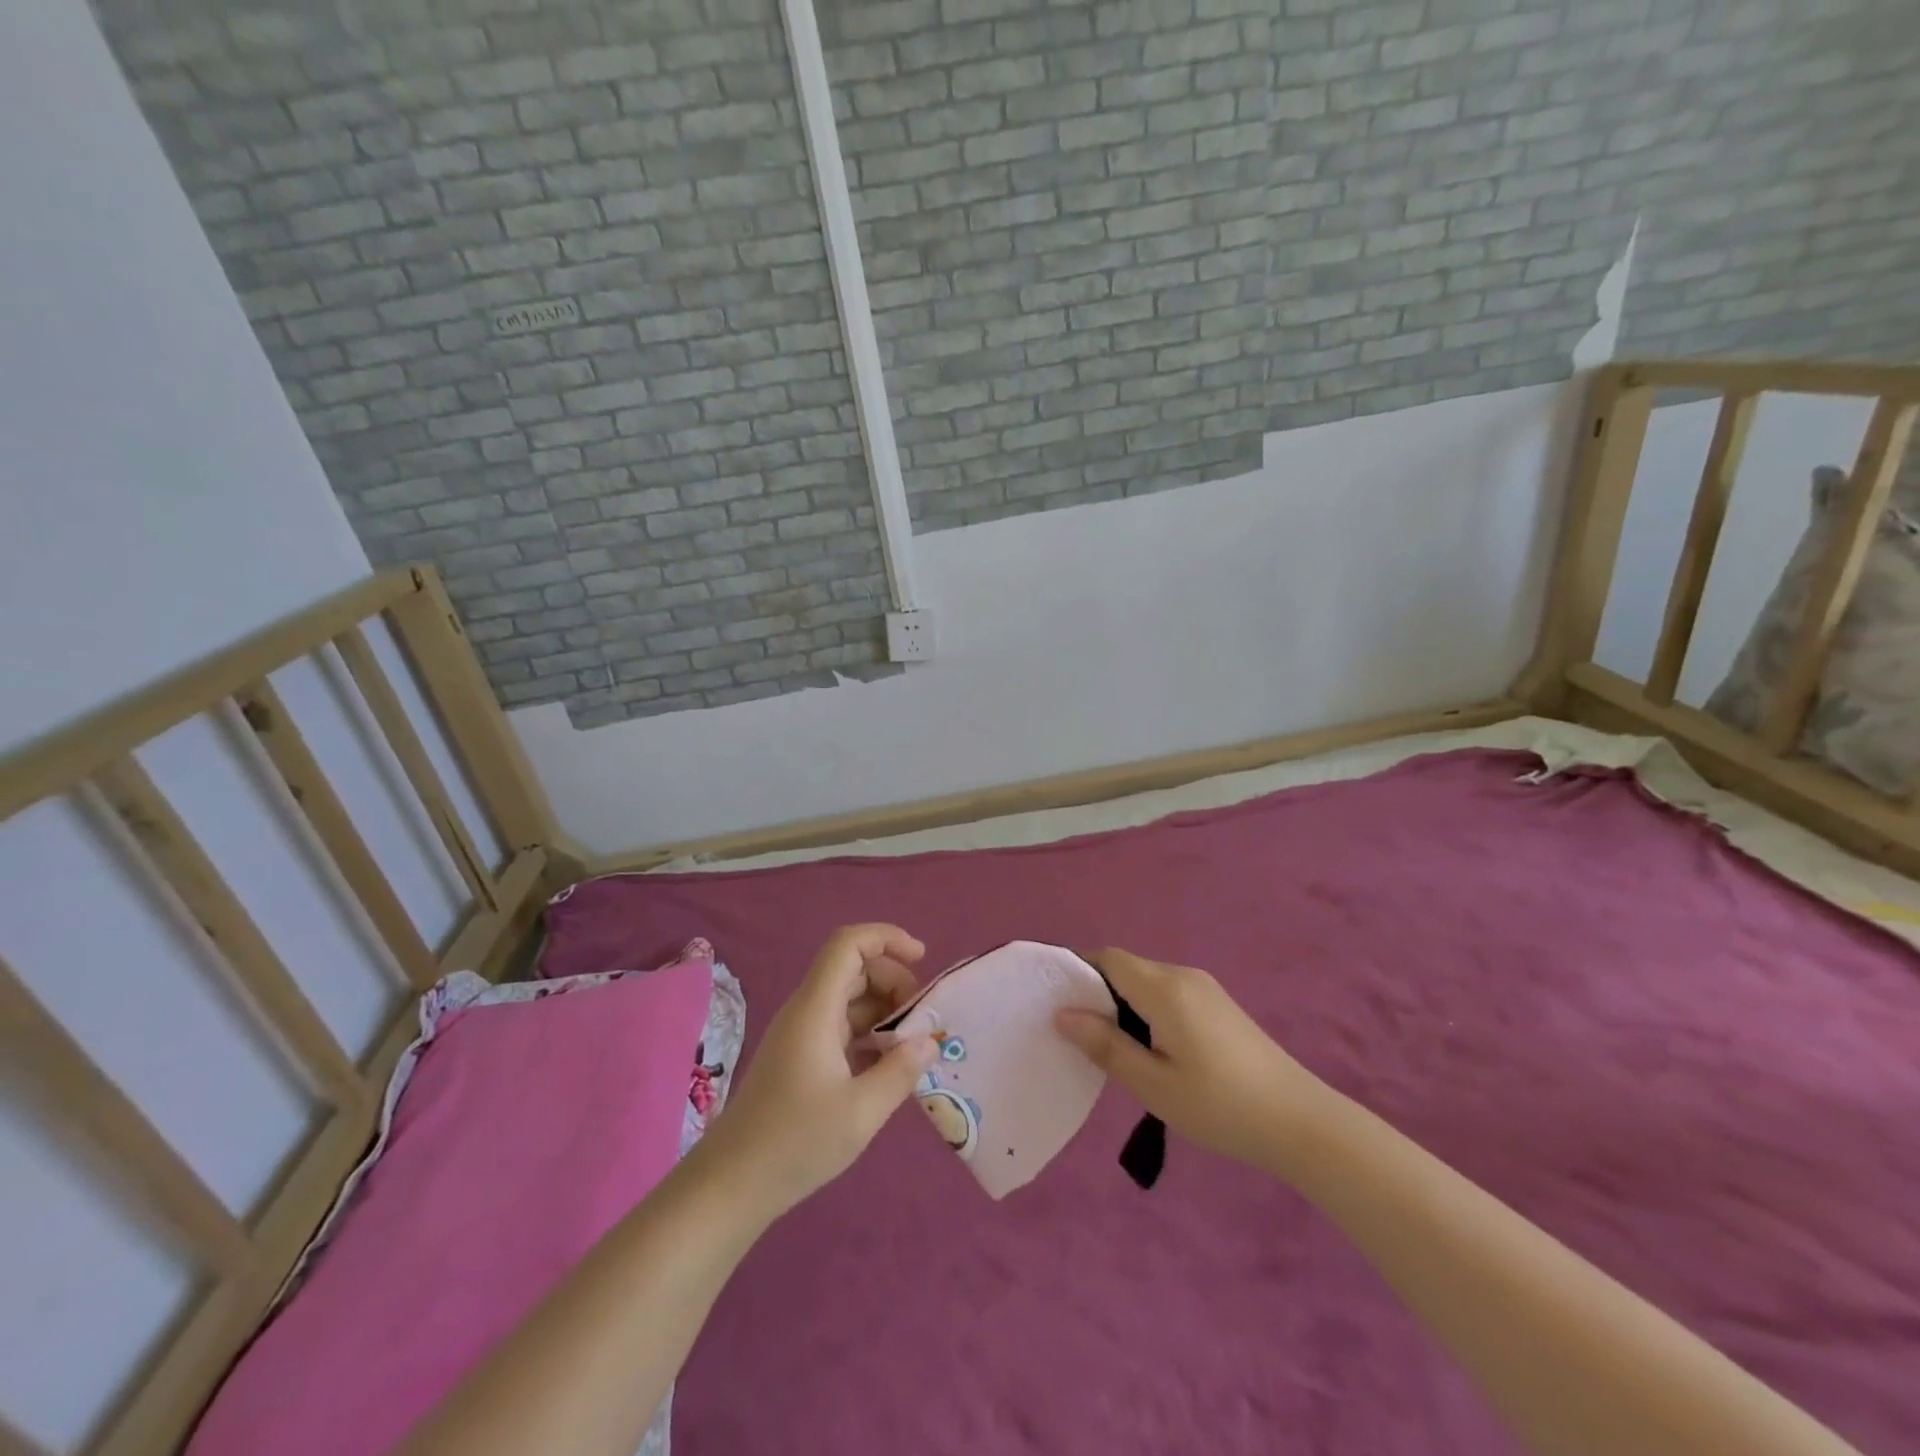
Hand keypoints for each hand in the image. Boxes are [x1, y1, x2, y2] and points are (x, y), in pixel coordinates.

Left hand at [696, 924, 938, 1217]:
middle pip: (854, 969)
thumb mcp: (861, 1112)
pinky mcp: (802, 1058)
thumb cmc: (795, 1142)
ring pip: (850, 999)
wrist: (731, 1186)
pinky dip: (871, 1034)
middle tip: (923, 1017)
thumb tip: (930, 1042)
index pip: (849, 945)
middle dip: (894, 980)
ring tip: (913, 1044)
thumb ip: (901, 1071)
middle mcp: (807, 1011)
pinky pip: (843, 1027)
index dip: (887, 938)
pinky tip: (890, 1066)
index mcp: (816, 1009)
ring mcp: (803, 1035)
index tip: (922, 958)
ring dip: (885, 1010)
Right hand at [1055, 948, 1325, 1169]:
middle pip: (1127, 968)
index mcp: (1165, 989)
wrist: (1302, 1123)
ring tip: (1109, 1048)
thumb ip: (1106, 1046)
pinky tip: (1148, 1050)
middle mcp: (1184, 977)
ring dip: (1122, 1004)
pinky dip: (1146, 1011)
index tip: (1055, 1001)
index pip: (1109, 959)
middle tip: (1077, 1033)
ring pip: (1147, 983)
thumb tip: (1063, 1014)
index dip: (1077, 971)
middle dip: (1097, 992)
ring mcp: (1205, 990)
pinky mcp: (1219, 1007)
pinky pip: (1168, 995)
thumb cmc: (1220, 1106)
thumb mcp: (1154, 1085)